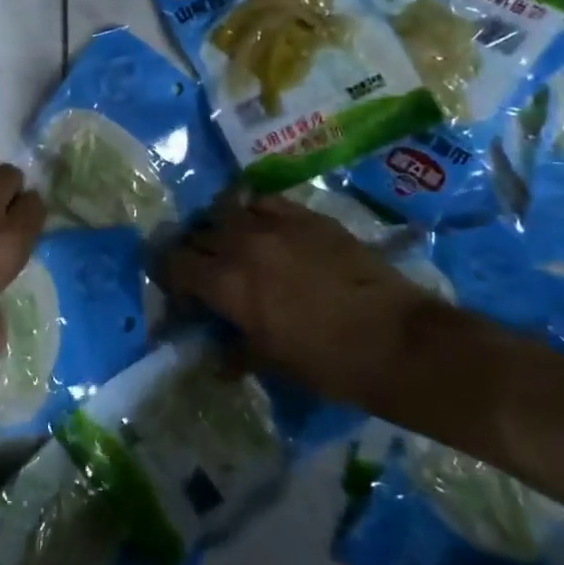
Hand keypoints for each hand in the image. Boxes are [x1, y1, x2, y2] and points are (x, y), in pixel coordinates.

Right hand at [164, 193, 440, 404]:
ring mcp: (276, 223)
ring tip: (231, 245)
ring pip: (226, 209)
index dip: (168, 276)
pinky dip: (254, 211)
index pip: (173, 263)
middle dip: (192, 252)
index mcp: (226, 284)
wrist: (396, 340)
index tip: (179, 291)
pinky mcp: (307, 215)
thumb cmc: (328, 363)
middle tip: (203, 272)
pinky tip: (263, 227)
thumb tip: (215, 357)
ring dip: (220, 227)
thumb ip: (234, 352)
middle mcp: (242, 243)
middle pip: (196, 233)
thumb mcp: (271, 363)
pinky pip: (264, 200)